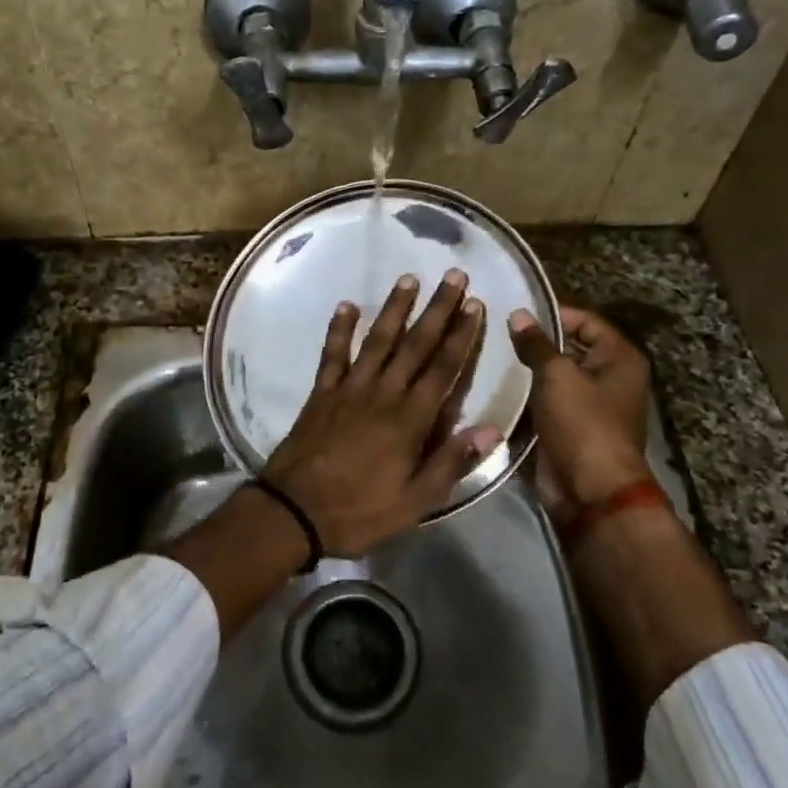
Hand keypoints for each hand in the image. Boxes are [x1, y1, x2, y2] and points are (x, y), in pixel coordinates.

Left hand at [261, 270, 502, 557]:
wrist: (294, 511)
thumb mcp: (415, 501)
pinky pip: (332, 353)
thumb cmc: (360, 511)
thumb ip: (452, 462)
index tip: (475, 305)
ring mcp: (349, 388)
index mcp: (410, 419)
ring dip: (394, 308)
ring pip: (377, 340)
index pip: (443, 368)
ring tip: (409, 278)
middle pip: (415, 344)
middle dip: (437, 309)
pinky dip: (339, 329)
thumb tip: (493, 429)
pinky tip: (346, 306)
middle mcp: (382, 393)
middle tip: (453, 276)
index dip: (461, 335)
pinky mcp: (322, 392)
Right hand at [508, 305, 653, 524]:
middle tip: (494, 331)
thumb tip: (519, 314)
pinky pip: (545, 401)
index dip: (552, 313)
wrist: (591, 491)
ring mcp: (589, 404)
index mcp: (619, 358)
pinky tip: (496, 385)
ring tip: (489, 354)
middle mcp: (608, 377)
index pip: (584, 320)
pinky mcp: (569, 427)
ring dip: (527, 370)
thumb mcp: (557, 375)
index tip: (513, 311)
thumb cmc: (583, 423)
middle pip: (569, 347)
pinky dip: (525, 395)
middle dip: (535, 342)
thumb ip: (536, 344)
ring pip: (553, 376)